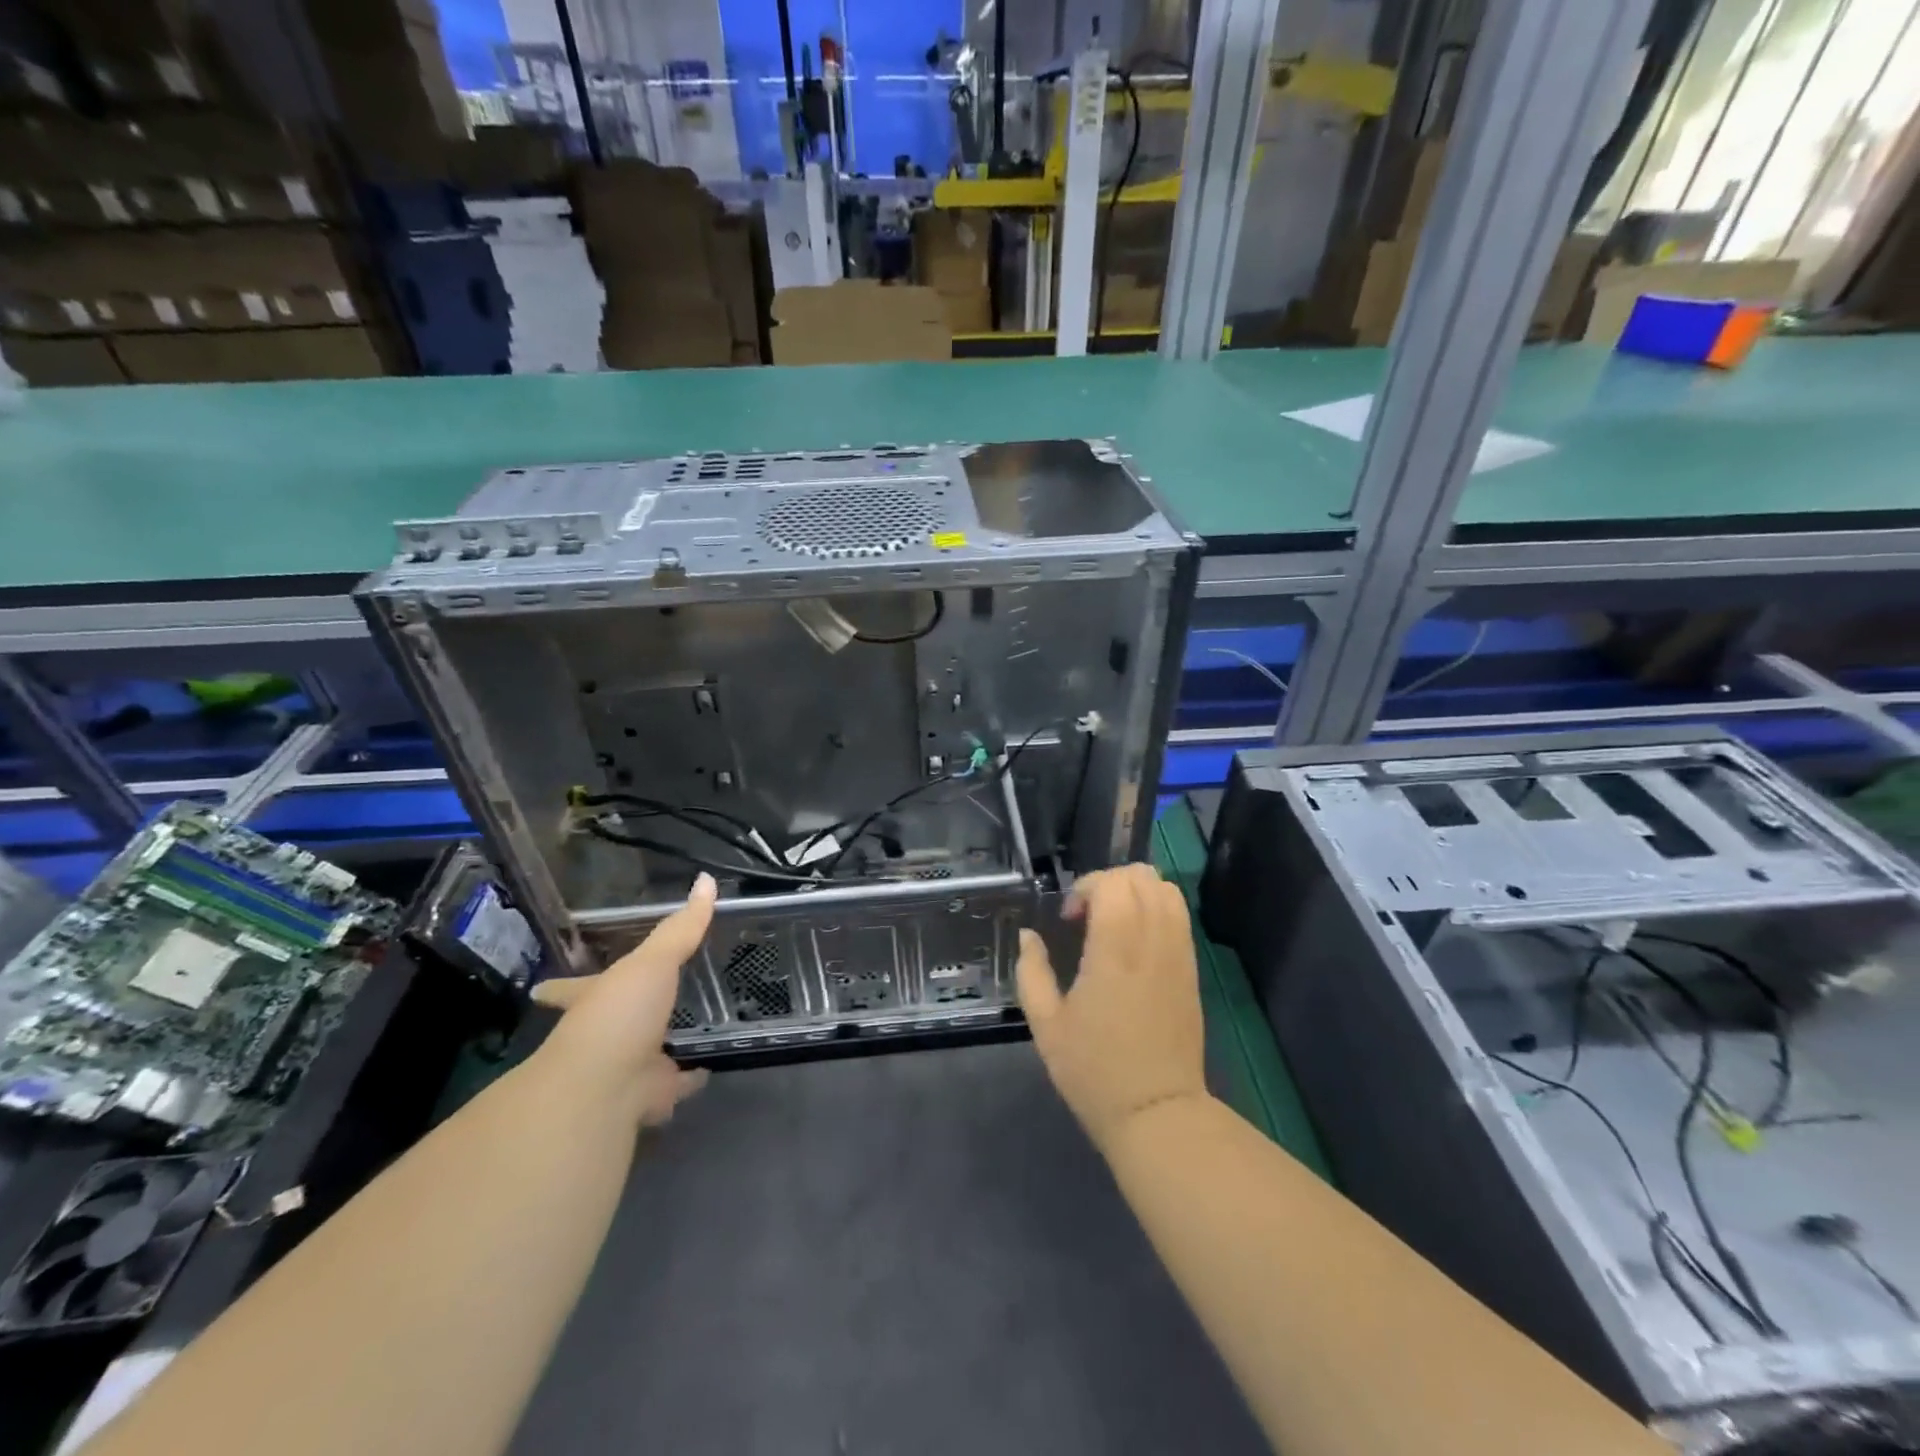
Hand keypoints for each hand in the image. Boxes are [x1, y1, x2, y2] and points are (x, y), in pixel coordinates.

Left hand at [530, 872, 716, 1126]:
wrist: (603, 1089)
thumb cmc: (618, 1016)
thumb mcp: (652, 962)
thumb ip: (680, 928)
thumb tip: (706, 879)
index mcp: (592, 1002)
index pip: (570, 989)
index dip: (559, 987)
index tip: (540, 989)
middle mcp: (602, 1037)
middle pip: (609, 1025)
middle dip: (620, 1019)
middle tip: (638, 1008)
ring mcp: (624, 1069)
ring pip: (642, 1055)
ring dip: (658, 1049)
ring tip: (682, 1035)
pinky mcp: (648, 1096)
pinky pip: (673, 1085)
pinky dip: (687, 1080)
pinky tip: (706, 1070)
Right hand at [1016, 863, 1207, 1152]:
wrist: (1157, 1113)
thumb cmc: (1095, 1071)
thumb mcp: (1046, 1025)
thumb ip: (1032, 972)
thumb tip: (1028, 936)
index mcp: (1115, 951)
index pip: (1111, 884)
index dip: (1085, 888)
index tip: (1069, 921)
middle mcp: (1152, 942)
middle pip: (1141, 876)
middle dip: (1108, 883)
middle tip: (1088, 918)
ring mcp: (1178, 954)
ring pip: (1167, 889)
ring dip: (1136, 892)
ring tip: (1114, 923)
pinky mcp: (1192, 969)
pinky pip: (1180, 915)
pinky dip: (1157, 908)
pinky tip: (1136, 940)